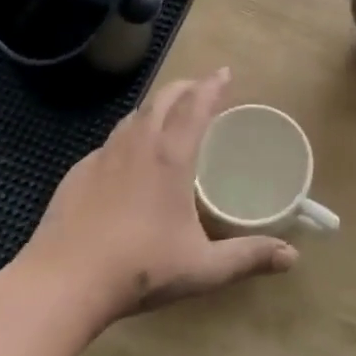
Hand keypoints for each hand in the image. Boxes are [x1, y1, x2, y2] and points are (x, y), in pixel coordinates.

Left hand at [25, 69, 296, 324]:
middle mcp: (137, 144)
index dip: (212, 86)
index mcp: (170, 156)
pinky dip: (128, 137)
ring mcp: (103, 156)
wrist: (63, 282)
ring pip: (133, 116)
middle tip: (200, 89)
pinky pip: (110, 143)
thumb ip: (248, 257)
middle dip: (185, 87)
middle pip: (163, 99)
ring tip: (167, 117)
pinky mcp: (78, 173)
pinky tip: (126, 160)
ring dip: (155, 107)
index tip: (224, 72)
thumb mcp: (203, 268)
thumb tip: (293, 257)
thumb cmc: (140, 268)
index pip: (196, 105)